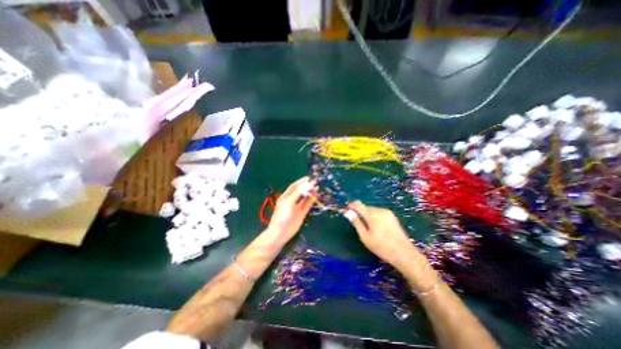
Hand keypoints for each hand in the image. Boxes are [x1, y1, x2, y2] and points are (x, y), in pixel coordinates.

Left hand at [267, 177, 315, 241]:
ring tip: (317, 188)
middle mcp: (291, 201)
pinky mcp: (301, 214)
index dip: (300, 182)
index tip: (308, 178)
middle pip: (300, 191)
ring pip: (304, 198)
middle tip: (315, 183)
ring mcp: (297, 207)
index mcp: (286, 197)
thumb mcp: (289, 202)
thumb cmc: (282, 215)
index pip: (294, 186)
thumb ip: (297, 193)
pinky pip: (307, 205)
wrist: (281, 232)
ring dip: (310, 193)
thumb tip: (306, 184)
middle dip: (307, 187)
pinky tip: (315, 196)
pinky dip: (311, 200)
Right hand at [347, 202, 424, 272]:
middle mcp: (379, 210)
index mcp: (372, 214)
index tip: (347, 212)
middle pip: (365, 207)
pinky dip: (375, 217)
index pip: (358, 204)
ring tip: (369, 229)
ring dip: (368, 215)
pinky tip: (378, 228)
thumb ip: (356, 223)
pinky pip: (379, 213)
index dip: (351, 206)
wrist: (404, 253)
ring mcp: (387, 212)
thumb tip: (348, 212)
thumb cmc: (381, 247)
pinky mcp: (392, 216)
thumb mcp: (365, 237)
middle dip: (360, 213)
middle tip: (359, 226)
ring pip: (372, 210)